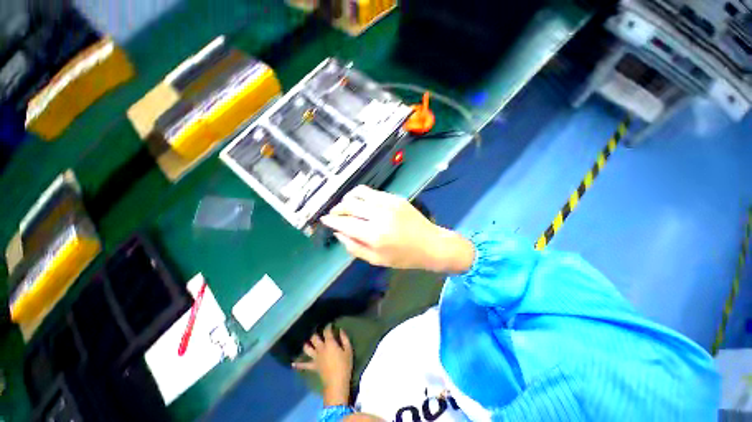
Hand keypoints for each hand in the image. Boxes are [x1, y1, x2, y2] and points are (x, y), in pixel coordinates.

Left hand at [293, 325, 353, 405]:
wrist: (336, 383)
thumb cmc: (344, 365)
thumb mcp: (348, 350)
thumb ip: (344, 339)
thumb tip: (341, 330)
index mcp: (329, 344)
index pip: (327, 332)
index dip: (328, 326)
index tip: (329, 324)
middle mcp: (320, 349)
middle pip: (314, 338)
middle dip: (315, 333)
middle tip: (316, 329)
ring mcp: (315, 358)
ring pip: (307, 349)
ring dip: (306, 344)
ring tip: (306, 341)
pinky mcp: (313, 367)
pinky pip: (304, 366)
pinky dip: (298, 365)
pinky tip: (292, 364)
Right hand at [320, 186, 474, 272]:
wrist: (431, 244)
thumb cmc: (404, 257)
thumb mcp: (377, 260)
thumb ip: (354, 247)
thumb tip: (339, 234)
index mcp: (374, 235)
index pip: (345, 223)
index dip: (332, 221)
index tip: (324, 220)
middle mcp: (379, 215)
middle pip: (349, 205)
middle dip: (337, 209)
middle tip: (334, 213)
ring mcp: (388, 203)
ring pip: (359, 193)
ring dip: (348, 198)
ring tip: (345, 205)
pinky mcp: (395, 197)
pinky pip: (372, 192)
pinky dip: (362, 196)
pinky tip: (361, 203)